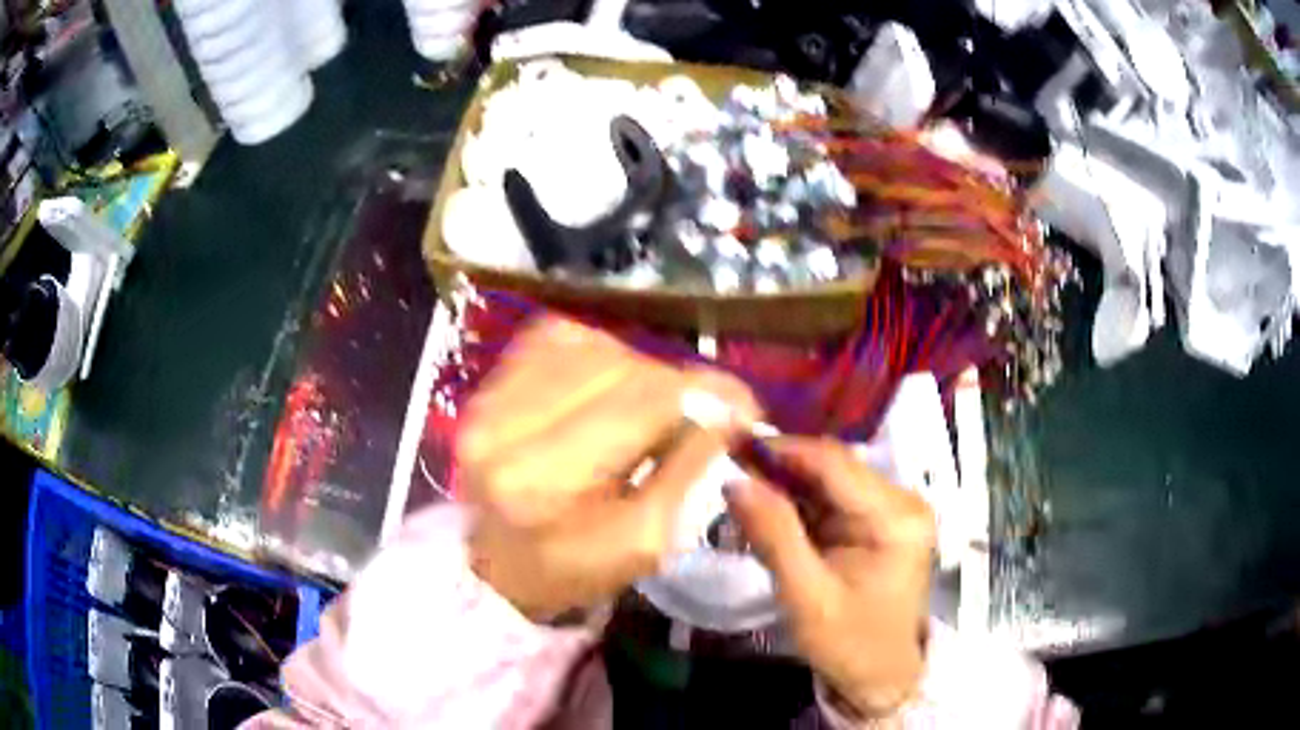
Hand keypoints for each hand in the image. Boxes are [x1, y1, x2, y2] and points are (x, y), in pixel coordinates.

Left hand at [459, 316, 758, 620]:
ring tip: (649, 408)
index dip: (706, 394)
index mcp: (545, 480)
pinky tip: (607, 388)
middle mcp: (506, 424)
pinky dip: (600, 355)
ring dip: (639, 371)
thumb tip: (727, 411)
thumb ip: (687, 472)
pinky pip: (561, 338)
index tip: (744, 407)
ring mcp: (490, 395)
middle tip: (700, 415)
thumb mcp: (644, 543)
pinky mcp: (490, 380)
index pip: (643, 401)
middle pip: (622, 367)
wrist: (494, 563)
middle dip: (676, 386)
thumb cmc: (571, 569)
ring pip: (596, 346)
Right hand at [726, 437, 934, 718]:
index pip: (834, 463)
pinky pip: (831, 502)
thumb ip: (774, 536)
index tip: (730, 443)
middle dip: (779, 469)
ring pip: (828, 482)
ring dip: (785, 487)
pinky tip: (769, 513)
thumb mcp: (806, 597)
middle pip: (832, 467)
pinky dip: (798, 507)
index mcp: (895, 516)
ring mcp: (891, 510)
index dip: (782, 449)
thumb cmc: (850, 644)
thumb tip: (735, 483)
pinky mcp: (878, 523)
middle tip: (728, 468)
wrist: (882, 676)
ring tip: (741, 491)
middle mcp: (900, 501)